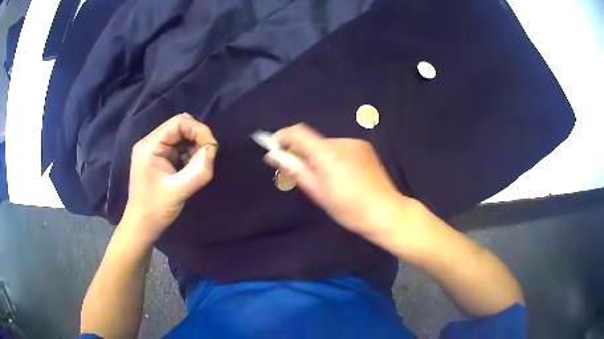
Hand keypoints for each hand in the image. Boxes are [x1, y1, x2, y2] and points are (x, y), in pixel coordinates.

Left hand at [122, 113, 217, 242]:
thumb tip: (213, 150)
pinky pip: (178, 148)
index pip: (179, 122)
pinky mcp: (159, 160)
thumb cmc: (156, 210)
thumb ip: (199, 170)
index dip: (199, 130)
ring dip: (195, 147)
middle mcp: (151, 143)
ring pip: (181, 137)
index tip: (212, 148)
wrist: (142, 226)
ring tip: (199, 166)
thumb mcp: (179, 191)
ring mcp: (154, 151)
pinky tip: (191, 169)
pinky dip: (189, 155)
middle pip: (180, 127)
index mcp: (150, 146)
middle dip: (198, 138)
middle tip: (208, 157)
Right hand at [265, 123, 407, 237]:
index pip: (297, 132)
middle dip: (304, 154)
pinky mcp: (365, 148)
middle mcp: (341, 142)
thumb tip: (274, 156)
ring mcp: (356, 143)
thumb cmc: (348, 209)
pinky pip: (342, 148)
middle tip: (306, 176)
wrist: (386, 212)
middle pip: (313, 141)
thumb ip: (295, 171)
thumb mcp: (317, 193)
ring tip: (331, 180)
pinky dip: (336, 158)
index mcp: (327, 153)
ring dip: (322, 157)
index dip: (282, 137)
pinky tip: (345, 176)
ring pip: (328, 146)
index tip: (275, 149)